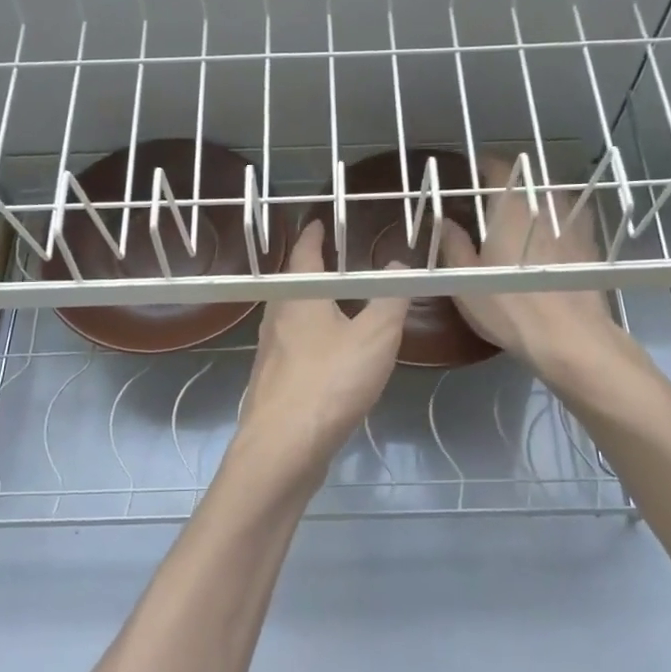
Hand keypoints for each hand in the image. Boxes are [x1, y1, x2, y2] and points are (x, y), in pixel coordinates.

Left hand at [240, 219, 409, 464]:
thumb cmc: (329, 382)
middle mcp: (276, 319)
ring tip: (339, 307)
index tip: (321, 222)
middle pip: (294, 286)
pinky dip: (312, 342)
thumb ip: (390, 299)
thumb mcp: (375, 336)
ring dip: (312, 308)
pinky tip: (330, 359)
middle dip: (314, 272)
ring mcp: (270, 355)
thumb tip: (399, 266)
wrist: (282, 449)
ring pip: (292, 320)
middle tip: (337, 263)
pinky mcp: (273, 386)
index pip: (303, 253)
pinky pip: (295, 351)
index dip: (314, 235)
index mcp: (298, 297)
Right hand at [439, 154, 625, 380]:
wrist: (570, 336)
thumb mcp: (465, 278)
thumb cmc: (508, 304)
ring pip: (550, 196)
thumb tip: (440, 219)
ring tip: (518, 218)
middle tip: (489, 200)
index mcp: (510, 204)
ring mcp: (573, 221)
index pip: (496, 166)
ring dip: (533, 200)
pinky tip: (547, 241)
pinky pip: (569, 219)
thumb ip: (451, 243)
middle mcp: (544, 202)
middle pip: (526, 178)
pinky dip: (555, 221)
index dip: (480, 165)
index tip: (468, 174)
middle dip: (507, 183)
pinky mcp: (590, 243)